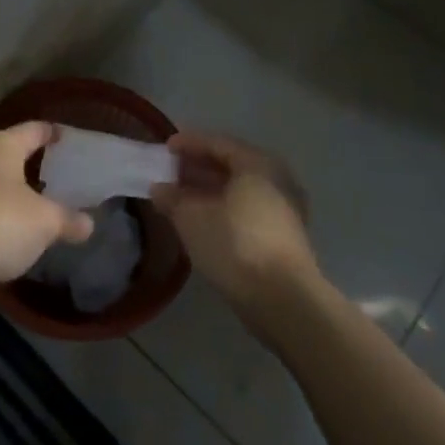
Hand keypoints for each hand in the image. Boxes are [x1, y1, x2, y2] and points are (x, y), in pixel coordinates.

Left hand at [0, 121, 94, 300]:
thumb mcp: (43, 223)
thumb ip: (67, 220)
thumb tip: (89, 223)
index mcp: (2, 146)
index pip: (34, 129)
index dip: (52, 133)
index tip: (67, 137)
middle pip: (9, 154)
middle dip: (31, 165)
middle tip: (57, 177)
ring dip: (9, 194)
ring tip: (34, 208)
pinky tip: (5, 235)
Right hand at [151, 131, 318, 315]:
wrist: (284, 301)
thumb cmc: (235, 245)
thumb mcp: (192, 218)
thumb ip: (172, 198)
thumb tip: (159, 188)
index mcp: (257, 164)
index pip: (217, 143)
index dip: (188, 143)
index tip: (165, 148)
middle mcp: (276, 179)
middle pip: (231, 164)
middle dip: (198, 167)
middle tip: (170, 172)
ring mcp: (284, 209)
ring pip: (240, 189)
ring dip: (209, 190)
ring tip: (181, 197)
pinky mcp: (285, 236)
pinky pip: (248, 209)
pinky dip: (224, 207)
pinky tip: (203, 220)